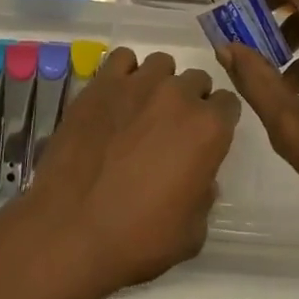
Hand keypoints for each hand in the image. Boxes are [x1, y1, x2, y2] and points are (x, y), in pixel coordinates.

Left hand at [16, 47, 240, 298]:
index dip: (219, 122)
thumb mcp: (191, 234)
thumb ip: (204, 196)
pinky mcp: (101, 83)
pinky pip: (123, 59)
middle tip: (172, 130)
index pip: (229, 104)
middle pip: (196, 80)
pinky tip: (117, 97)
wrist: (69, 230)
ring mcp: (137, 84)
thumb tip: (199, 178)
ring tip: (143, 110)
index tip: (206, 140)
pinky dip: (125, 73)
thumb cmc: (137, 239)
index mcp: (208, 129)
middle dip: (191, 101)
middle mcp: (178, 95)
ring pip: (162, 65)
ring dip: (160, 83)